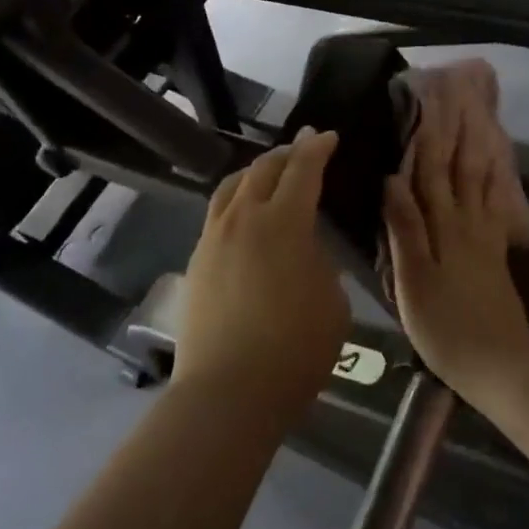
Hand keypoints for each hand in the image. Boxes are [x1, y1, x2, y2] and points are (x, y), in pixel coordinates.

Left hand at [175, 130, 350, 417]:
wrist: (228, 391)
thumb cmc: (294, 350)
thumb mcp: (332, 303)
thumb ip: (320, 264)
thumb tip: (304, 250)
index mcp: (283, 222)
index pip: (302, 170)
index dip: (317, 149)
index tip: (327, 137)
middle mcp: (244, 218)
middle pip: (263, 169)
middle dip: (287, 153)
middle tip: (303, 145)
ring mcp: (213, 238)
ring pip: (232, 186)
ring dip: (255, 171)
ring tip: (269, 171)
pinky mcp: (196, 260)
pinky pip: (217, 213)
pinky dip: (236, 199)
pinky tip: (243, 214)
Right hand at [383, 116, 528, 395]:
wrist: (499, 363)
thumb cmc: (444, 326)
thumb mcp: (413, 280)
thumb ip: (404, 229)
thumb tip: (392, 179)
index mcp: (443, 228)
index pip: (432, 173)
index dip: (429, 138)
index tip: (428, 104)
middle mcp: (467, 224)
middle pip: (462, 170)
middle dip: (458, 134)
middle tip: (459, 100)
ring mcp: (486, 237)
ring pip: (482, 182)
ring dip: (479, 149)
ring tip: (480, 121)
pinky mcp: (497, 253)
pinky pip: (496, 205)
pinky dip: (495, 181)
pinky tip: (496, 171)